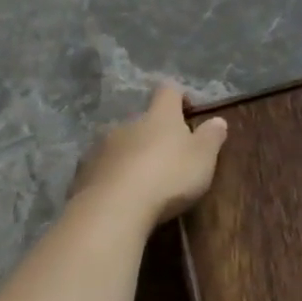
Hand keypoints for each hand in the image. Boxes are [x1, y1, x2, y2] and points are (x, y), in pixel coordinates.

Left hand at [70, 83, 227, 227]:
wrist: (114, 209)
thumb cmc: (169, 176)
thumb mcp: (203, 157)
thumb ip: (211, 136)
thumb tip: (217, 120)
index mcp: (159, 116)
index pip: (168, 91)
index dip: (179, 96)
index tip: (188, 111)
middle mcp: (127, 124)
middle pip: (143, 120)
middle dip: (155, 133)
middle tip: (170, 155)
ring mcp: (101, 147)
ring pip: (121, 144)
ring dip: (133, 154)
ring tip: (145, 179)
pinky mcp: (83, 172)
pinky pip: (103, 167)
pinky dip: (114, 175)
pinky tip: (123, 194)